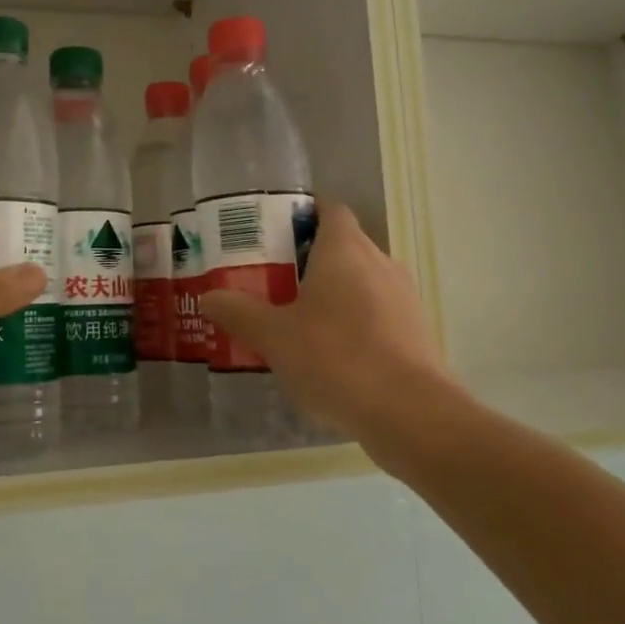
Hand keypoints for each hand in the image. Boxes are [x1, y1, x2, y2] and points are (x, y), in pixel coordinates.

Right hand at [199, 202, 462, 473]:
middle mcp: (379, 263)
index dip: (302, 214)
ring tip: (295, 318)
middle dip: (308, 258)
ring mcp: (403, 298)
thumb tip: (209, 296)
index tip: (272, 233)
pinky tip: (328, 353)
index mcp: (345, 249)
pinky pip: (376, 312)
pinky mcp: (415, 332)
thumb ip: (239, 312)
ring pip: (361, 281)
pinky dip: (352, 321)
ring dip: (332, 292)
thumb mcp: (274, 336)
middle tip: (271, 278)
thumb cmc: (336, 358)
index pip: (328, 209)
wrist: (411, 413)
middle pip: (343, 245)